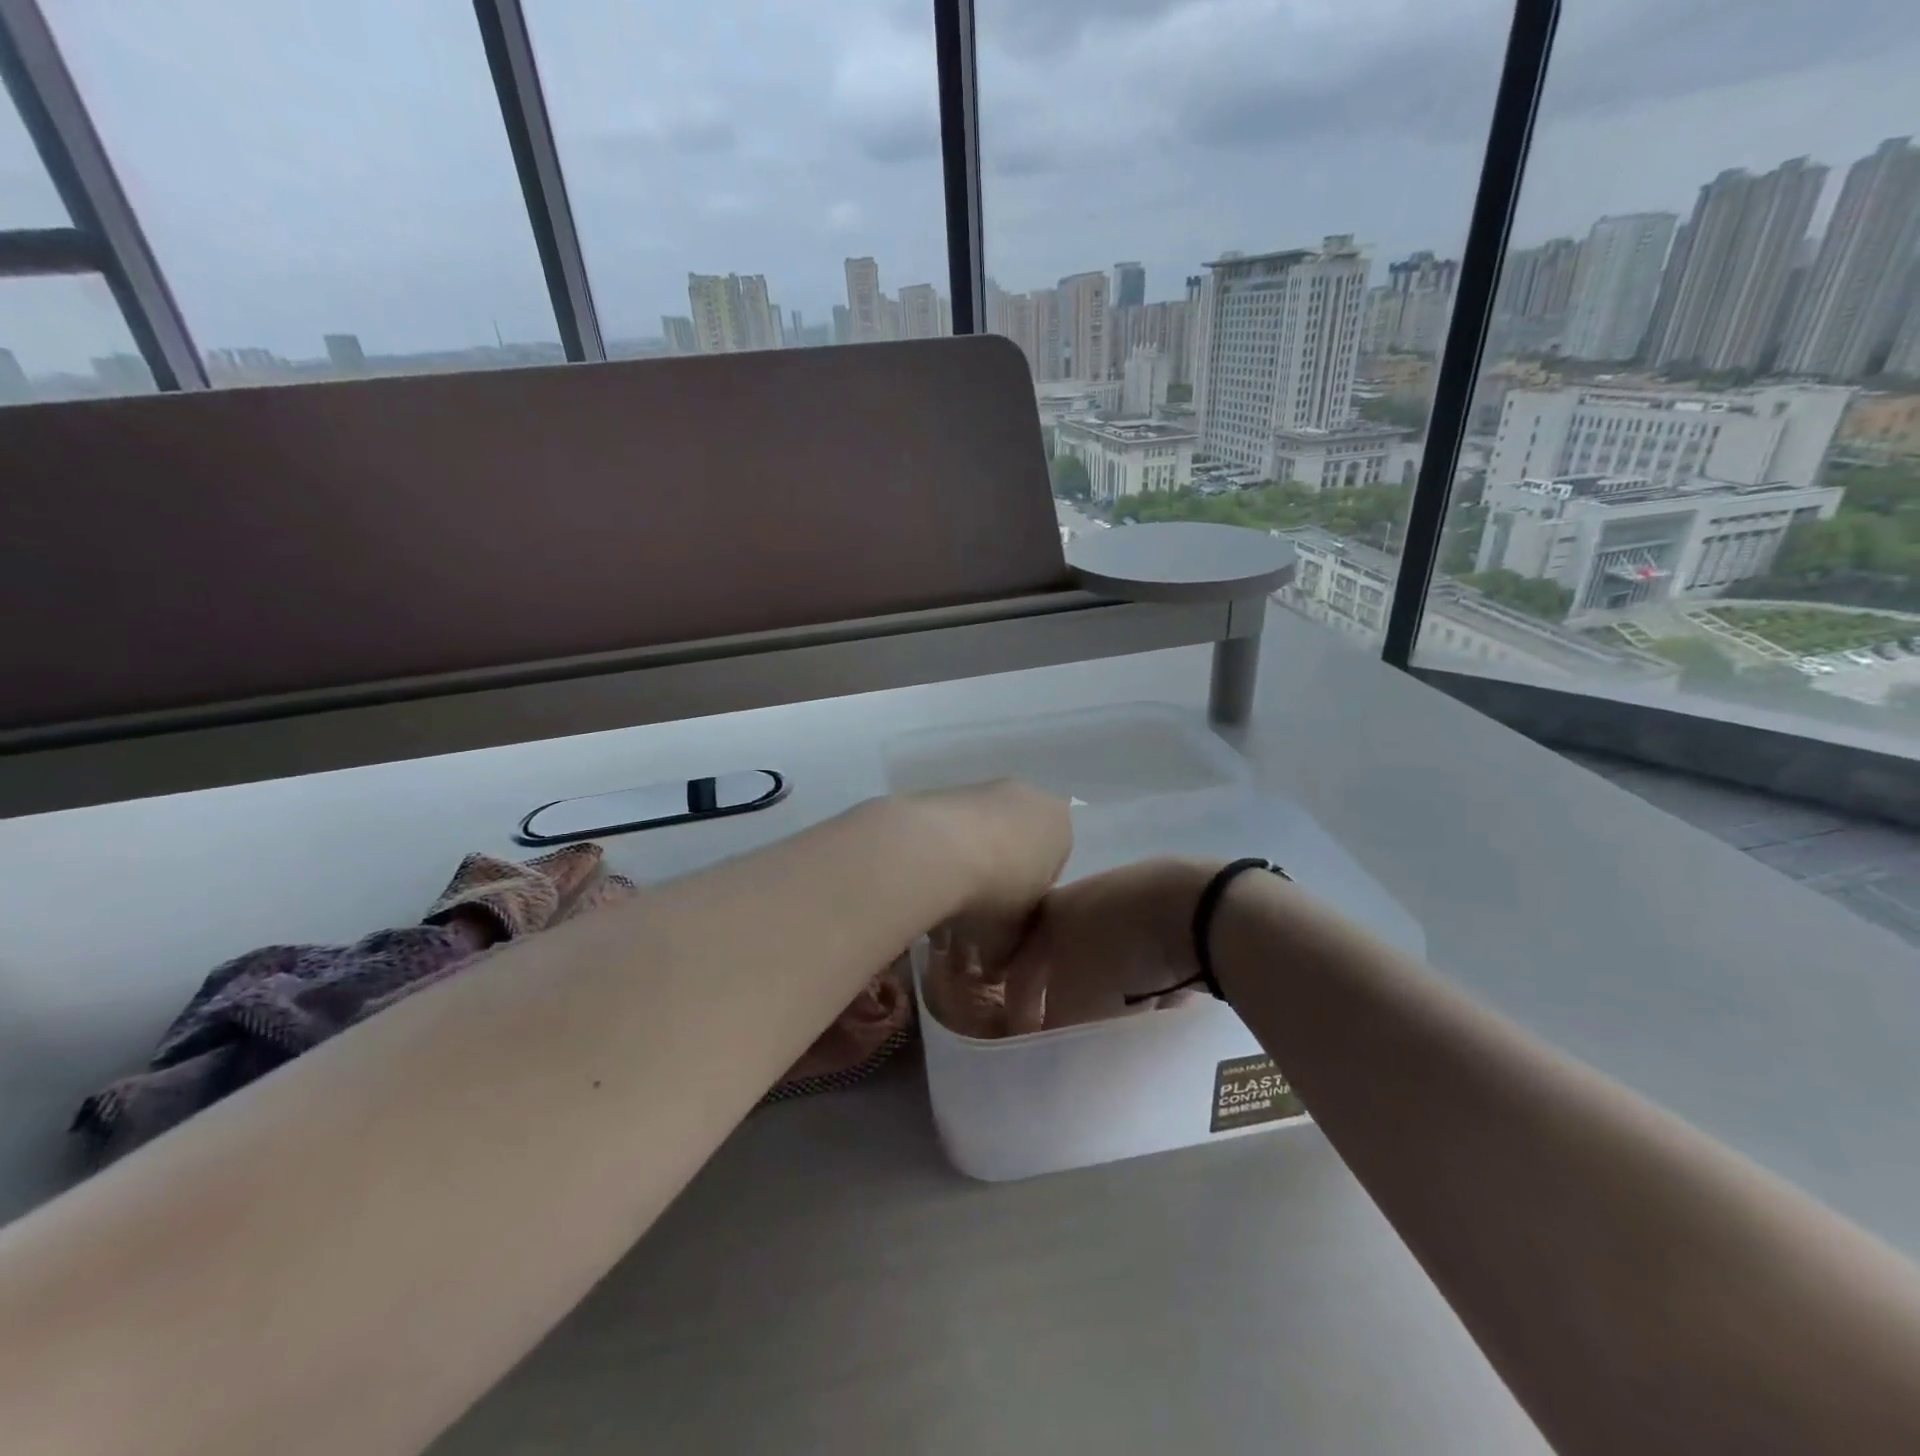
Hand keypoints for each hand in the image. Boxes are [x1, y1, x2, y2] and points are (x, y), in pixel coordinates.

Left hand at [905, 781, 1073, 966]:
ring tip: (943, 904)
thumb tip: (995, 967)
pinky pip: (950, 829)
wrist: (934, 850)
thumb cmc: (994, 892)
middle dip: (998, 881)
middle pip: (1016, 848)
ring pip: (981, 837)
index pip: (1053, 869)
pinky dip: (941, 853)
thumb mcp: (1012, 936)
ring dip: (967, 868)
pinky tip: (925, 881)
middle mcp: (1028, 798)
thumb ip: (1011, 950)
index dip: (1029, 902)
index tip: (1007, 923)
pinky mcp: (944, 790)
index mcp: (1060, 826)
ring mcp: (984, 789)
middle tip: (975, 917)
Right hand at [999, 857, 1222, 1033]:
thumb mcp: (1076, 1005)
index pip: (1019, 969)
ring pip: (1108, 955)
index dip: (1019, 1010)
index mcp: (1046, 916)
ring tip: (1123, 1021)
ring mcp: (1124, 897)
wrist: (1193, 908)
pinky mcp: (1166, 904)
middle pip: (1064, 959)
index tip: (1030, 1044)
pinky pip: (1147, 952)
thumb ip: (1055, 1029)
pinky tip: (1162, 999)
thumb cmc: (1117, 955)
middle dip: (1066, 996)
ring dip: (1110, 987)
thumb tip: (1051, 1047)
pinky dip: (1149, 976)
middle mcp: (1078, 900)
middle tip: (1074, 1030)